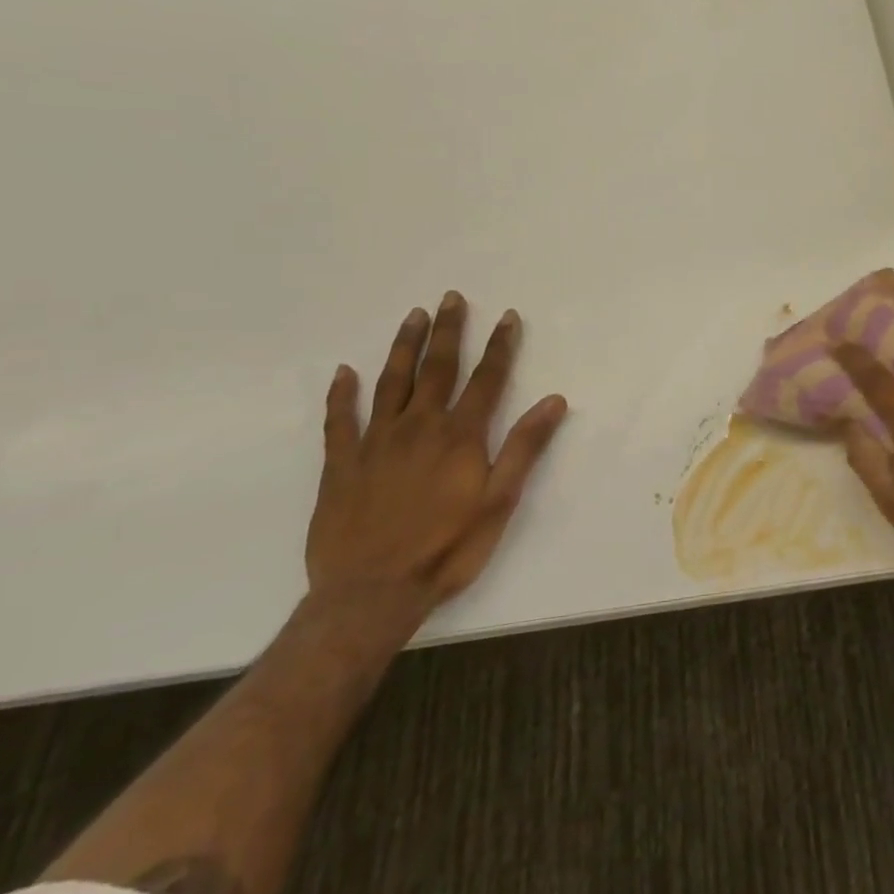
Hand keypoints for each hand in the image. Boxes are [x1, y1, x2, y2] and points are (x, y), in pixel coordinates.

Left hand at [308, 292, 567, 622]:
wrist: (371, 595)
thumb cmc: (447, 549)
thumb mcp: (499, 501)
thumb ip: (525, 447)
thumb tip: (554, 400)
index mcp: (460, 436)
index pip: (487, 379)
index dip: (500, 345)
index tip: (508, 316)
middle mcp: (419, 427)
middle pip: (437, 368)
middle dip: (448, 331)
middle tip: (451, 297)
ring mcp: (376, 442)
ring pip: (391, 382)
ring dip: (404, 346)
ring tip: (413, 316)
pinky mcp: (341, 464)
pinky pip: (339, 421)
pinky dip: (340, 394)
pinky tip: (342, 372)